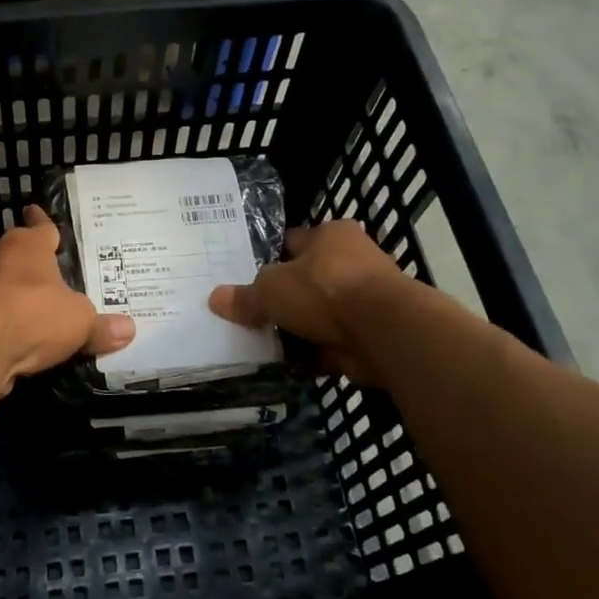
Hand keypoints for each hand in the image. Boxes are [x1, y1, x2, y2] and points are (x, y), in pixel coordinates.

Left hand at [0, 207, 133, 388]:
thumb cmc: (33, 315)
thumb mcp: (80, 322)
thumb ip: (101, 326)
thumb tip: (129, 330)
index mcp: (28, 245)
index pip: (40, 226)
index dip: (43, 221)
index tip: (36, 210)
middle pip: (17, 254)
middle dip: (30, 261)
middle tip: (49, 269)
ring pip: (0, 284)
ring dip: (14, 294)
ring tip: (35, 306)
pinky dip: (2, 322)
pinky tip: (16, 336)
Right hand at [209, 221, 407, 382]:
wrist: (384, 331)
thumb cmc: (324, 291)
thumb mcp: (271, 290)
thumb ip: (245, 297)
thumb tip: (215, 299)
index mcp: (331, 234)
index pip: (291, 241)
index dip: (268, 258)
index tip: (246, 278)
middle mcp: (352, 260)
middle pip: (307, 280)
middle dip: (284, 299)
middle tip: (252, 315)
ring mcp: (366, 298)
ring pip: (320, 313)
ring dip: (300, 329)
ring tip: (266, 343)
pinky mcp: (373, 332)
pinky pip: (333, 341)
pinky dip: (316, 352)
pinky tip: (291, 363)